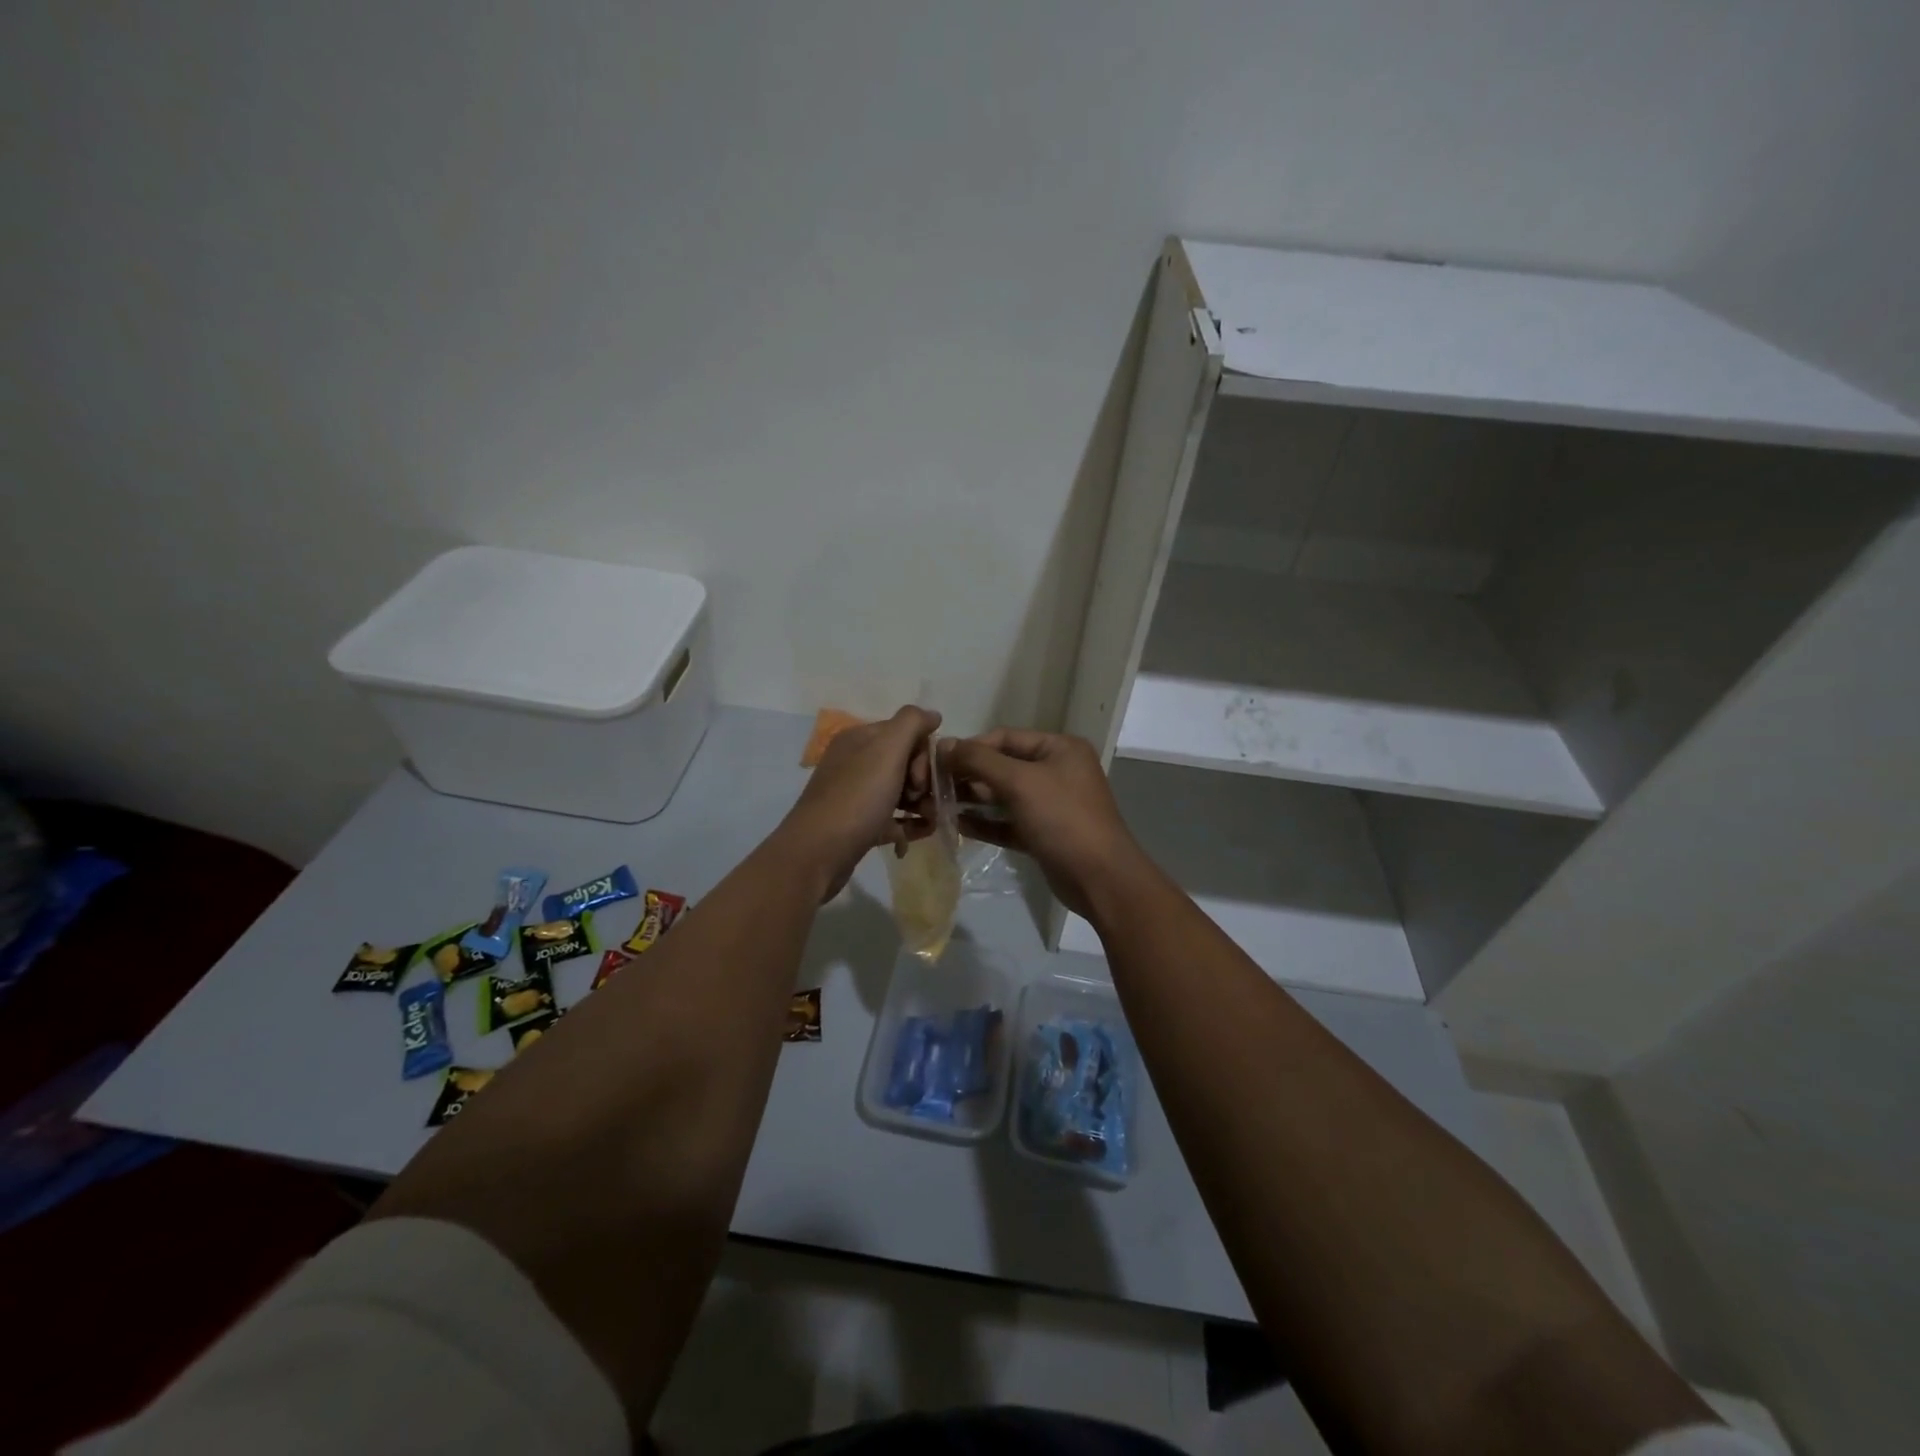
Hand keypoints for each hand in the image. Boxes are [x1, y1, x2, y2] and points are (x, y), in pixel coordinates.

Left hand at [777, 705, 941, 900]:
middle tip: (924, 800)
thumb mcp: (886, 751)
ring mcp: (856, 795)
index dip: (923, 753)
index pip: (905, 732)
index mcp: (860, 739)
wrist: (817, 854)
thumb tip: (932, 714)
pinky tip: (924, 833)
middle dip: (923, 780)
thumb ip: (911, 723)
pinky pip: (892, 819)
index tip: (924, 777)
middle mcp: (856, 762)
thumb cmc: (856, 798)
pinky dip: (910, 823)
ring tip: (932, 820)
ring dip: (921, 803)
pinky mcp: (858, 825)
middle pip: (904, 762)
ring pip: (900, 791)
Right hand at [943, 729, 1145, 918]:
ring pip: (1004, 796)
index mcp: (1059, 748)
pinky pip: (1009, 822)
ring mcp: (1051, 804)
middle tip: (934, 786)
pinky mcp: (1044, 833)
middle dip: (970, 775)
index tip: (937, 760)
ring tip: (939, 805)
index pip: (1005, 737)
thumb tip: (944, 744)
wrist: (1099, 878)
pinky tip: (958, 825)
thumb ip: (979, 761)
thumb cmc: (1062, 818)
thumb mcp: (1020, 782)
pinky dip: (986, 823)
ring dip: (973, 799)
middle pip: (1003, 766)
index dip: (971, 747)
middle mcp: (1057, 770)